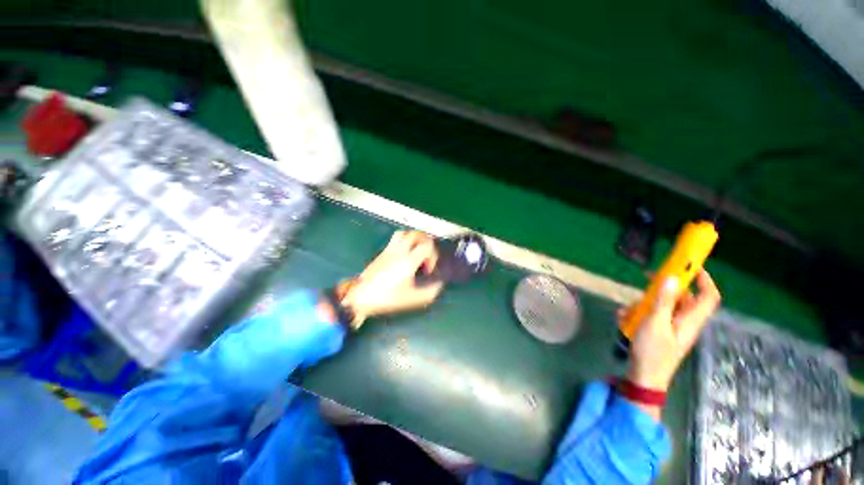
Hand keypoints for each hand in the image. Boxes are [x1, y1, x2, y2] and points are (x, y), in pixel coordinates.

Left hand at [339, 231, 443, 322]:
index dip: (433, 256)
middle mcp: (399, 251)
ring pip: (404, 233)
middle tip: (427, 254)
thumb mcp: (411, 299)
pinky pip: (396, 239)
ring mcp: (389, 250)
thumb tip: (439, 285)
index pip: (427, 246)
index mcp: (408, 261)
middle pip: (416, 234)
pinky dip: (404, 241)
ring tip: (416, 250)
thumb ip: (429, 292)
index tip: (428, 269)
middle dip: (426, 242)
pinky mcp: (382, 252)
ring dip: (414, 238)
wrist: (359, 296)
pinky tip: (405, 255)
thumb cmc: (386, 298)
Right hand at [626, 270, 720, 392]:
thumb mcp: (654, 323)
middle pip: (683, 298)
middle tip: (647, 279)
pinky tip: (623, 318)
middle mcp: (685, 322)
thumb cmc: (652, 351)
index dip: (703, 279)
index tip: (688, 265)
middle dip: (664, 288)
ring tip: (627, 310)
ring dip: (645, 303)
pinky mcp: (661, 332)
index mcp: (691, 320)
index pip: (709, 296)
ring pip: (664, 306)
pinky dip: (639, 313)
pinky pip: (653, 316)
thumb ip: (662, 301)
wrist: (644, 377)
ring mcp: (672, 328)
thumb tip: (671, 278)